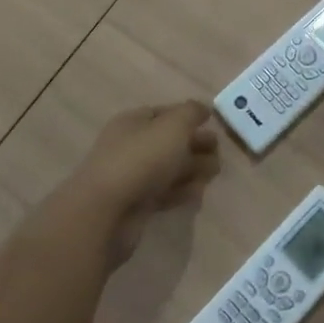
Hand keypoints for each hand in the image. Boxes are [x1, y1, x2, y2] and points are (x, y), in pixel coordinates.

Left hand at [67, 101, 221, 263]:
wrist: (105, 213)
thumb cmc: (141, 159)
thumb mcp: (173, 125)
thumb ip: (191, 113)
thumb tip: (202, 109)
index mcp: (133, 122)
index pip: (165, 113)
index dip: (189, 116)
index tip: (212, 124)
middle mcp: (130, 146)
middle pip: (169, 141)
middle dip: (194, 144)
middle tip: (218, 152)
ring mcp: (132, 177)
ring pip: (168, 168)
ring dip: (192, 169)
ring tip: (214, 173)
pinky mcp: (136, 205)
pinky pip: (164, 193)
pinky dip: (182, 191)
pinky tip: (198, 192)